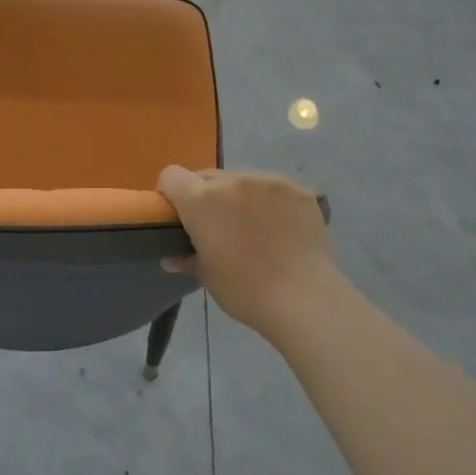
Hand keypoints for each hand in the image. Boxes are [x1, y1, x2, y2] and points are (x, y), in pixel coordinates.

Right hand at [157, 166, 341, 334]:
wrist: (304, 298)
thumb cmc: (245, 290)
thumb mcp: (207, 277)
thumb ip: (187, 259)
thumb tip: (172, 258)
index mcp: (202, 200)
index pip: (172, 176)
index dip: (171, 193)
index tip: (179, 215)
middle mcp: (233, 180)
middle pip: (207, 177)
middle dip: (206, 196)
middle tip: (218, 227)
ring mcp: (269, 181)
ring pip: (242, 180)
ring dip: (240, 197)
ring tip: (254, 227)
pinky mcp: (298, 189)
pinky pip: (273, 189)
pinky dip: (270, 202)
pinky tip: (281, 228)